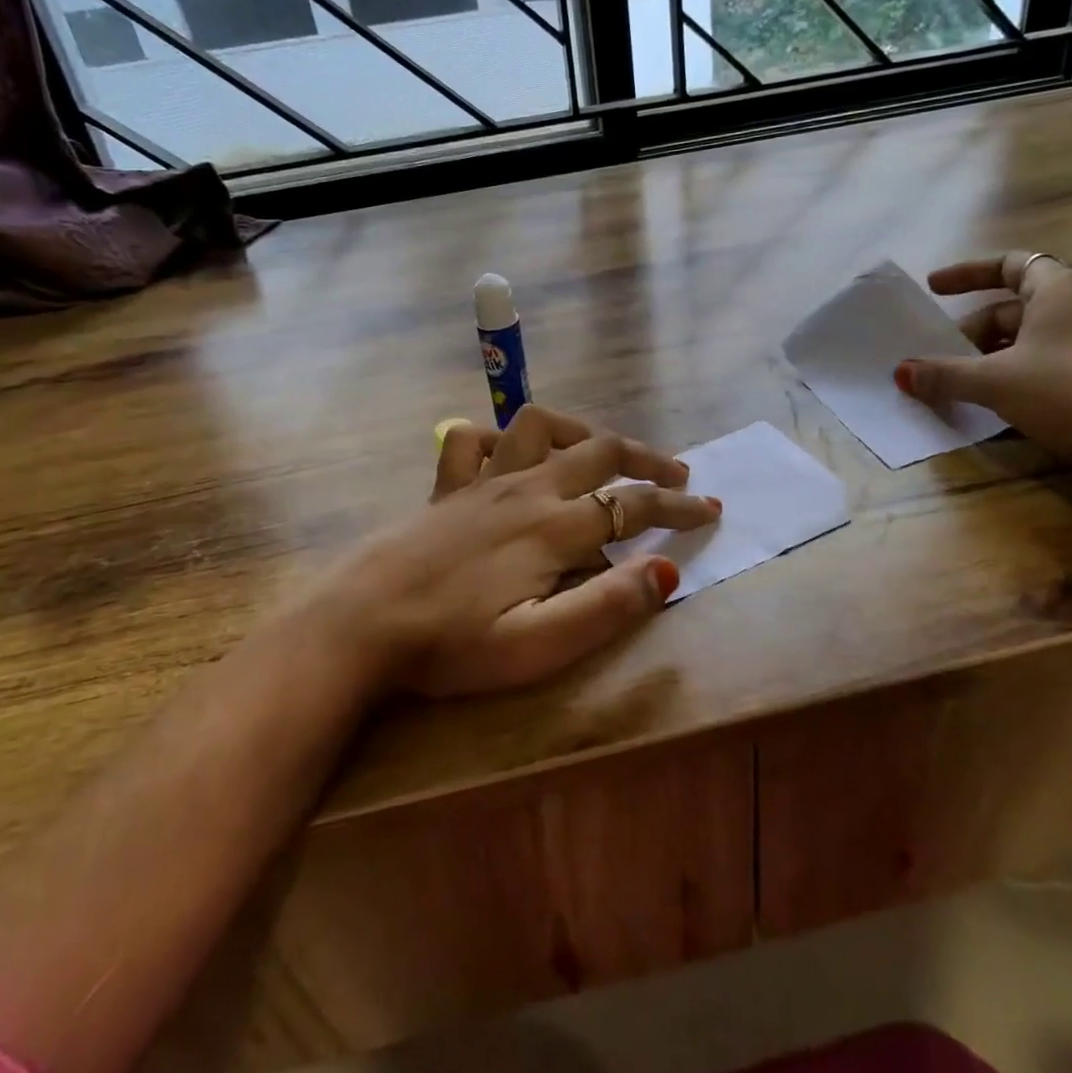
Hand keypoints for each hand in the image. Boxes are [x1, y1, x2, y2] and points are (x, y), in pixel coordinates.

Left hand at [314, 406, 720, 696]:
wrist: (361, 622)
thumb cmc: (451, 644)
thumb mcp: (537, 646)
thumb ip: (606, 607)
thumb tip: (667, 571)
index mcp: (554, 528)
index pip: (633, 505)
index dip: (678, 508)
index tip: (710, 511)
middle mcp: (526, 489)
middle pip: (600, 451)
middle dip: (648, 459)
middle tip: (678, 474)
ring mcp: (483, 479)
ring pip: (540, 426)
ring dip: (580, 432)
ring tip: (602, 452)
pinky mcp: (448, 485)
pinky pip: (473, 439)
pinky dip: (498, 438)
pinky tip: (510, 456)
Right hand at [894, 252, 1071, 501]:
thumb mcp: (996, 381)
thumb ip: (944, 375)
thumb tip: (900, 373)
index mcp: (1059, 290)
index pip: (1009, 263)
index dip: (967, 272)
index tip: (934, 289)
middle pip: (1013, 308)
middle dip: (971, 331)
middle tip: (940, 358)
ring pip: (1030, 340)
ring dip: (990, 358)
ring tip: (961, 384)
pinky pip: (1048, 366)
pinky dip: (1016, 377)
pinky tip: (997, 406)